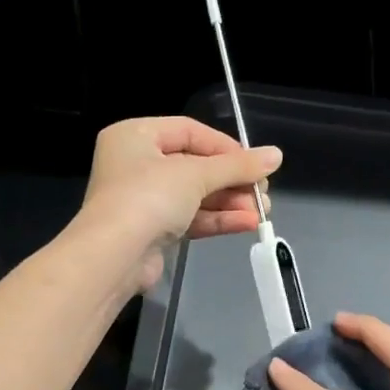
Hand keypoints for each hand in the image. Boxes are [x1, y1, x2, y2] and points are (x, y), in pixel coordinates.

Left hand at [79, 116, 280, 292]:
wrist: (113, 257)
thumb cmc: (148, 198)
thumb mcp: (196, 175)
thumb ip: (237, 166)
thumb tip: (276, 155)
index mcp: (136, 136)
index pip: (189, 131)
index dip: (225, 146)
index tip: (256, 162)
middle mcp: (136, 164)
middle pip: (195, 166)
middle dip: (232, 181)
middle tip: (262, 192)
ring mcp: (143, 200)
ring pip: (195, 196)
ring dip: (229, 203)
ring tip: (262, 212)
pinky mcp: (152, 231)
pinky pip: (190, 219)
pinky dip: (217, 220)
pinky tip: (247, 224)